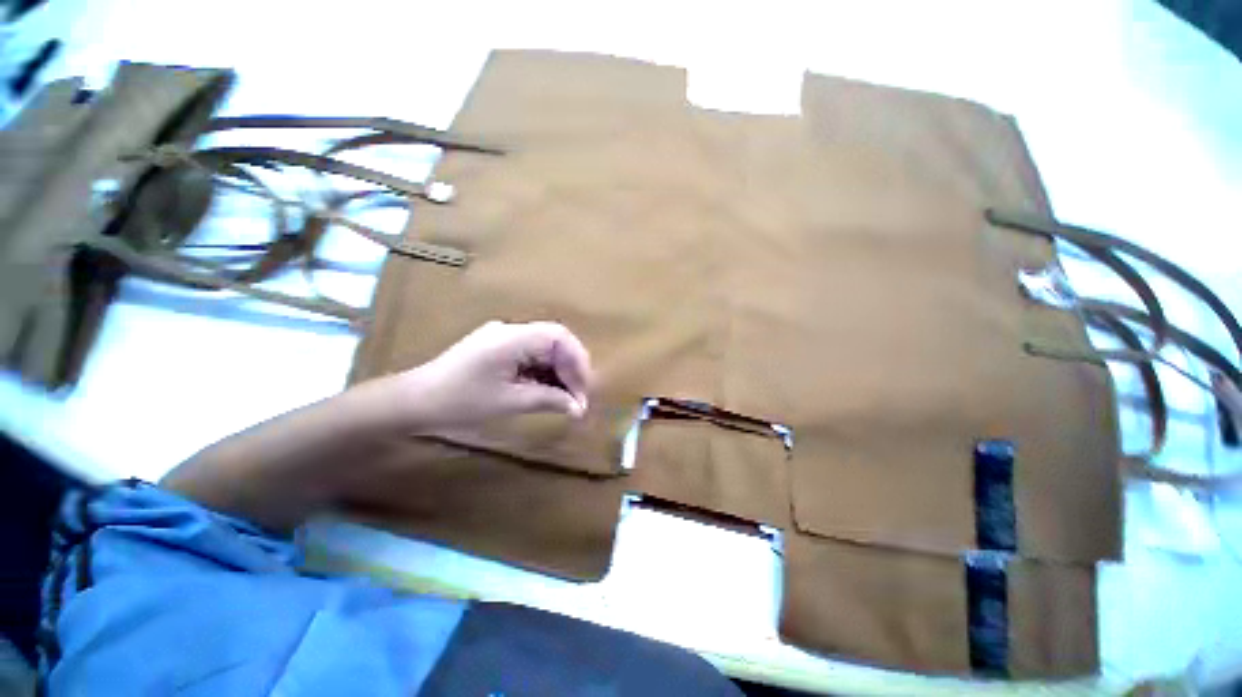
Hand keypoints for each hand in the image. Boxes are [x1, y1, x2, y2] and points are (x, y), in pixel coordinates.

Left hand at [398, 321, 591, 432]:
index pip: (560, 337)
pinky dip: (538, 375)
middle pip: (552, 341)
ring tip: (563, 404)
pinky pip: (524, 357)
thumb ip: (547, 400)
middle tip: (577, 403)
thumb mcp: (509, 402)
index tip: (584, 394)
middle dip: (569, 370)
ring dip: (555, 374)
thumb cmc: (462, 401)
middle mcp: (508, 332)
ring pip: (539, 350)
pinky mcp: (490, 352)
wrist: (418, 400)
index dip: (578, 363)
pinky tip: (542, 396)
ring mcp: (497, 340)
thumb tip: (578, 407)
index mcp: (513, 337)